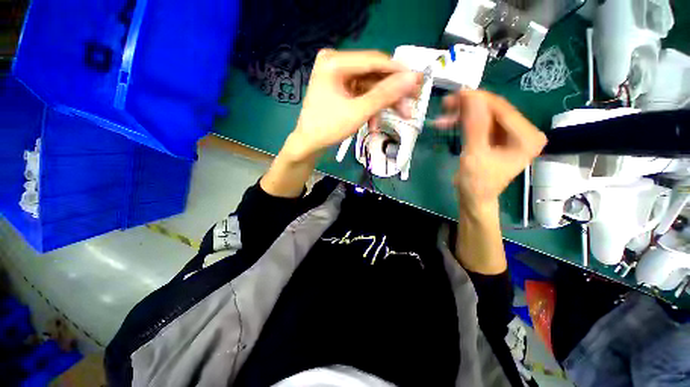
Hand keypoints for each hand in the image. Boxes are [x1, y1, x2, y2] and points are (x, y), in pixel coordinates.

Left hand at [283, 49, 422, 161]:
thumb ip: (385, 95)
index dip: (398, 72)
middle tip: (412, 103)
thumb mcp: (358, 112)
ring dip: (384, 103)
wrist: (308, 144)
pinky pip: (361, 95)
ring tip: (401, 116)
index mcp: (334, 62)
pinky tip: (375, 124)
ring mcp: (337, 77)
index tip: (419, 81)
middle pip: (373, 75)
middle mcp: (336, 63)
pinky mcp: (340, 89)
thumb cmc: (328, 128)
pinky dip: (371, 108)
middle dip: (392, 92)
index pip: (374, 61)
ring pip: (370, 86)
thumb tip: (413, 78)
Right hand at [435, 90, 546, 208]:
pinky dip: (464, 122)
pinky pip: (481, 123)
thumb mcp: (475, 155)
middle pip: (494, 110)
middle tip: (446, 104)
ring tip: (443, 117)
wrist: (474, 199)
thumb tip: (470, 94)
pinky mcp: (498, 138)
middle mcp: (524, 132)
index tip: (456, 93)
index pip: (503, 109)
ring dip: (463, 114)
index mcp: (527, 137)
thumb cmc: (477, 183)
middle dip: (468, 107)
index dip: (478, 100)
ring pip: (485, 115)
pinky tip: (449, 123)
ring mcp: (511, 134)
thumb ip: (474, 125)